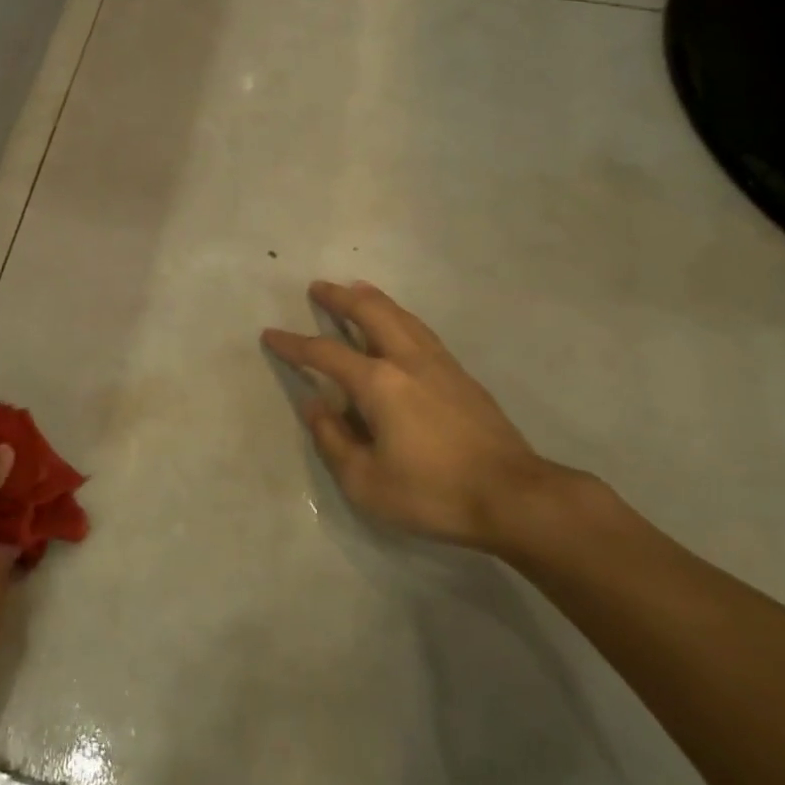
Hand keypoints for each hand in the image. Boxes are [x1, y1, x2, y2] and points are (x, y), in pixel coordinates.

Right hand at [262, 280, 587, 552]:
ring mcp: (440, 364)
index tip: (271, 334)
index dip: (294, 344)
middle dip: (340, 298)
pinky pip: (421, 331)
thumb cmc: (432, 492)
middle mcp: (407, 360)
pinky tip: (401, 326)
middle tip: (319, 287)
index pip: (325, 353)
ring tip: (358, 290)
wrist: (514, 496)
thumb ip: (333, 439)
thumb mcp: (365, 481)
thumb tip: (314, 405)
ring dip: (374, 300)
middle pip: (371, 313)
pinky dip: (400, 317)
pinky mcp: (462, 376)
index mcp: (379, 383)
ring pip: (402, 316)